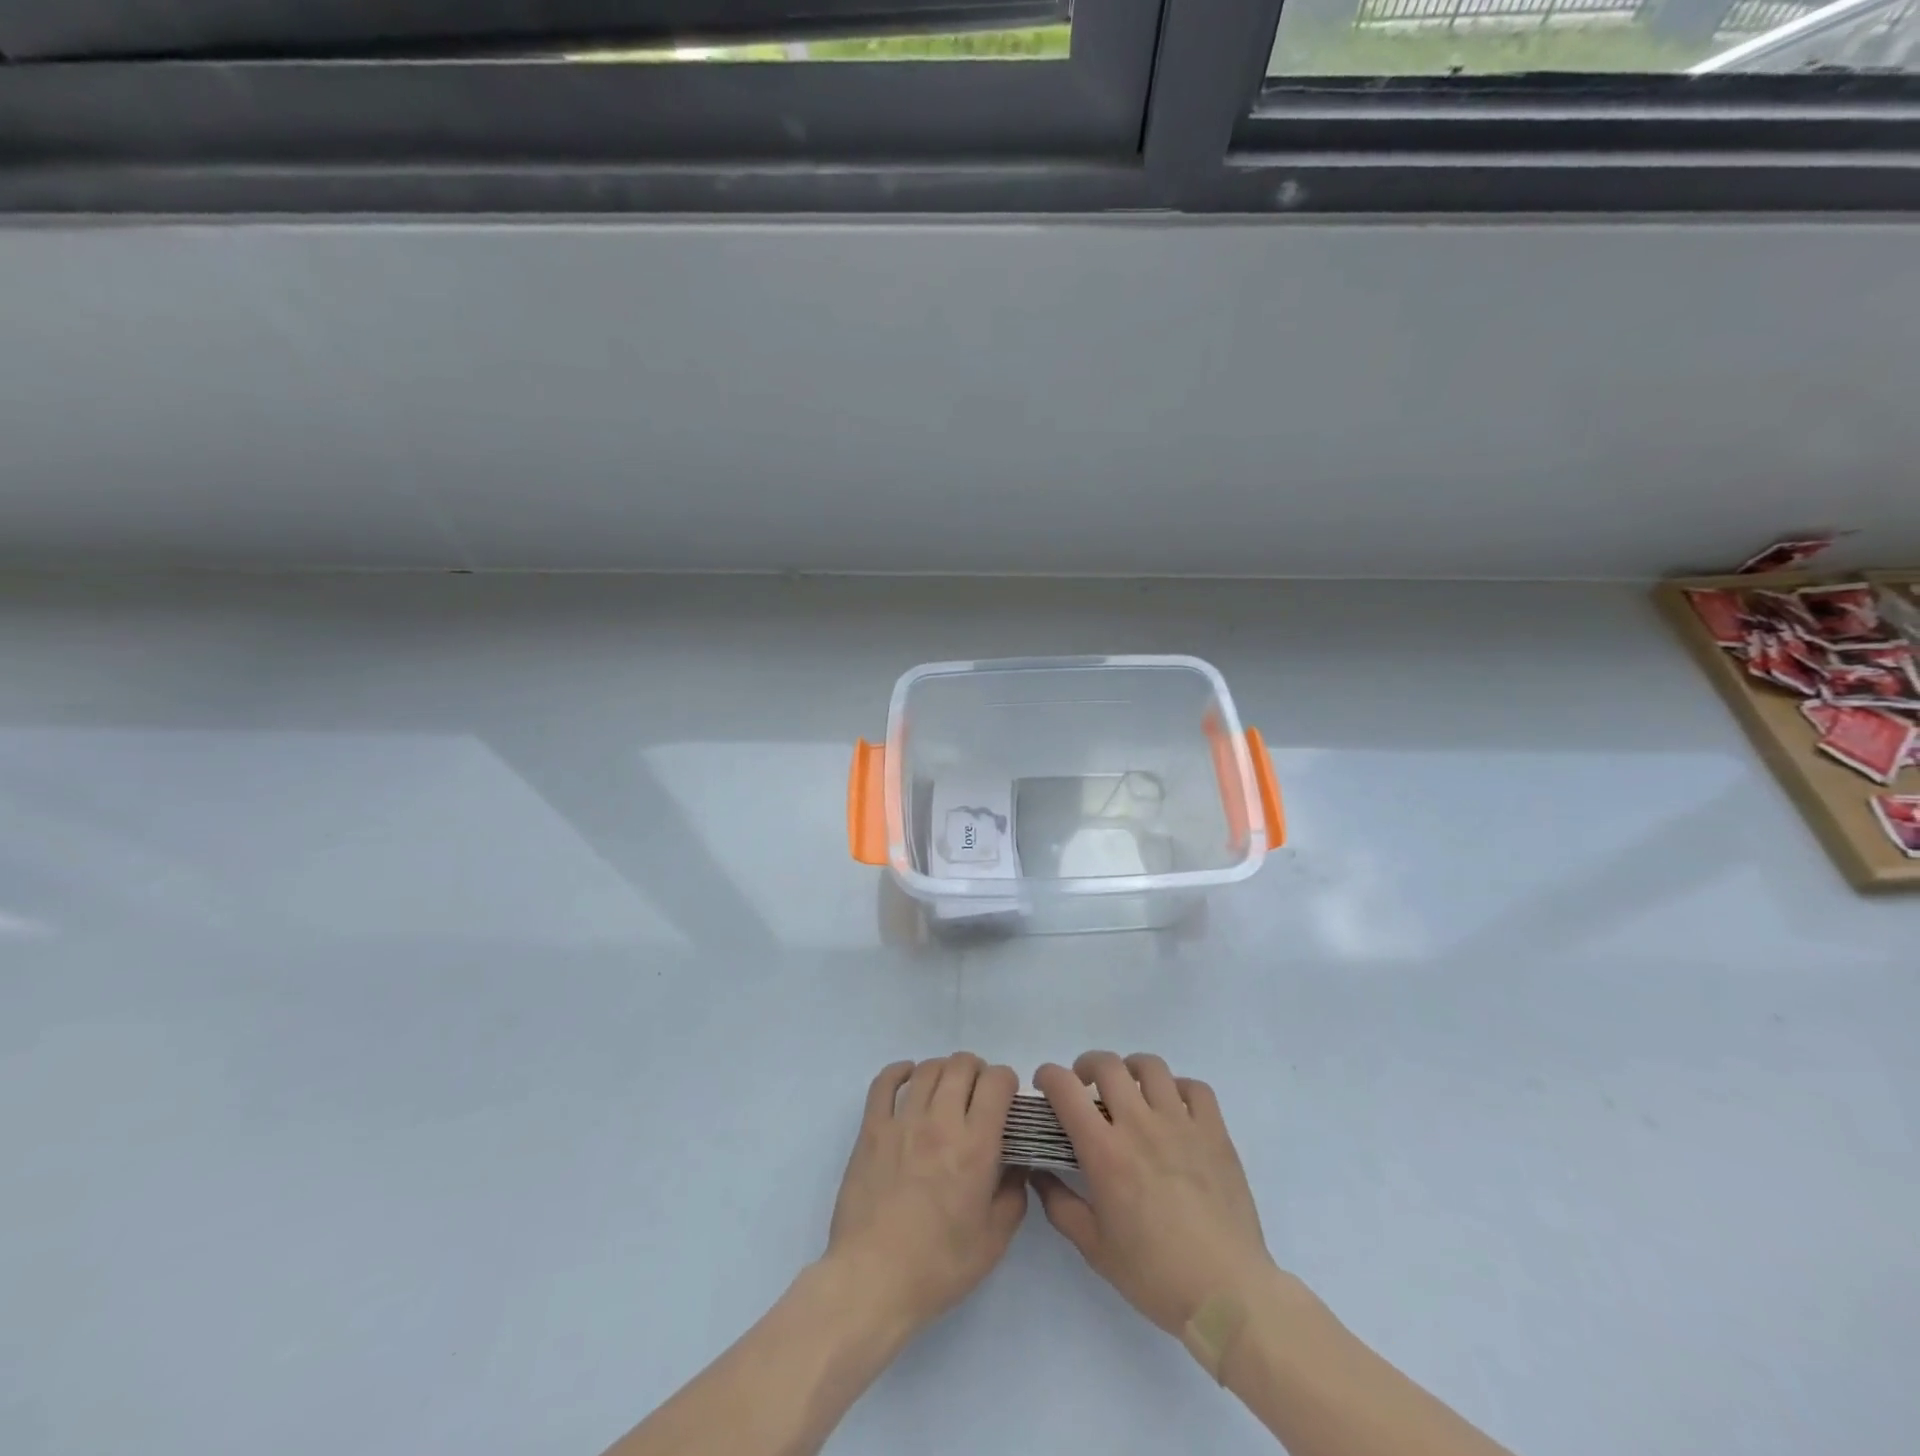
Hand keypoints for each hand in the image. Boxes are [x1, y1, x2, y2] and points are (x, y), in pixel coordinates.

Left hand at [824, 1054, 1027, 1336]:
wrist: (873, 1280)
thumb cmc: (938, 1266)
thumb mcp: (994, 1240)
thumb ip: (1014, 1194)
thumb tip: (1017, 1163)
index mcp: (976, 1146)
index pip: (997, 1081)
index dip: (1007, 1082)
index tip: (1007, 1100)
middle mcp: (941, 1121)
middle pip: (962, 1065)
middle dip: (978, 1071)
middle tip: (979, 1095)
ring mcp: (902, 1121)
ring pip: (928, 1069)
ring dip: (944, 1070)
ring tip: (947, 1089)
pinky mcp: (871, 1129)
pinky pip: (884, 1082)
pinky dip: (899, 1071)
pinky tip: (909, 1077)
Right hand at [1032, 1051, 1275, 1335]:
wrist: (1227, 1294)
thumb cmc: (1155, 1275)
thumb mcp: (1095, 1249)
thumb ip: (1060, 1206)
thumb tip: (1039, 1174)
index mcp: (1105, 1152)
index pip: (1066, 1089)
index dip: (1048, 1076)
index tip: (1045, 1085)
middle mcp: (1140, 1125)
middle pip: (1107, 1065)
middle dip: (1086, 1066)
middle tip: (1085, 1087)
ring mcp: (1181, 1124)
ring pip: (1150, 1066)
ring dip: (1131, 1070)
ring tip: (1129, 1090)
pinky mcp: (1214, 1132)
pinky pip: (1194, 1088)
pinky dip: (1178, 1088)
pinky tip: (1173, 1108)